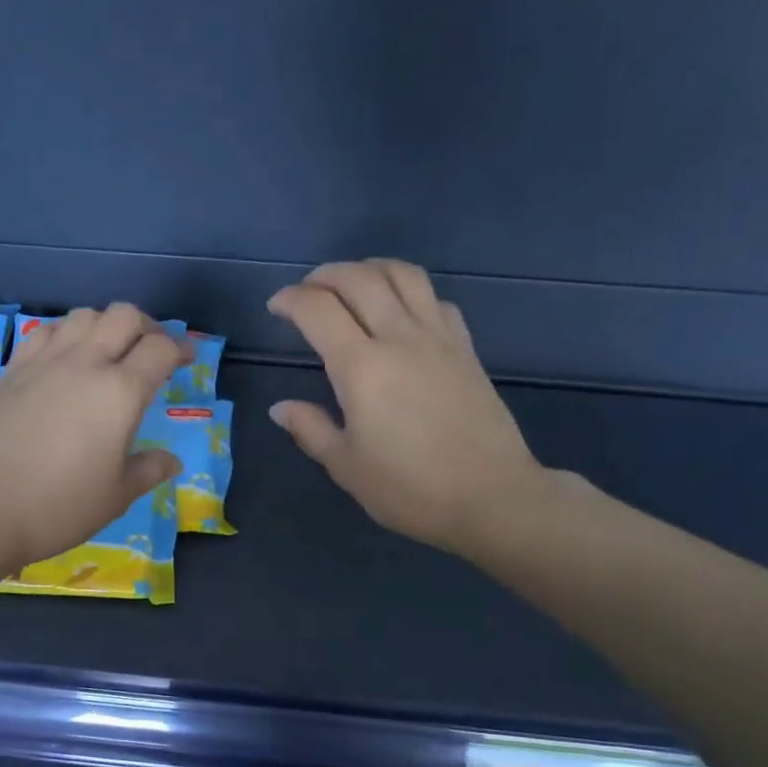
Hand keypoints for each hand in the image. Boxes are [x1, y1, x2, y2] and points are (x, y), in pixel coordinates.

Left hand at [0, 303, 184, 573]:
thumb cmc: (57, 507)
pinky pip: (45, 331)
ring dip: (105, 325)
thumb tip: (171, 461)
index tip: (186, 360)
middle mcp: (85, 363)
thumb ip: (148, 470)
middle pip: (124, 316)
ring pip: (83, 315)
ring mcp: (44, 362)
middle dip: (147, 327)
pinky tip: (65, 360)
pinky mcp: (12, 369)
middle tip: (151, 352)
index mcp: (120, 392)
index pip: (160, 349)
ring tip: (108, 353)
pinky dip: (65, 334)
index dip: (181, 348)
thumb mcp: (115, 496)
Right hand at [267, 259, 553, 557]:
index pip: (317, 309)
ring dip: (370, 269)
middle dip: (324, 275)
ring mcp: (439, 338)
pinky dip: (410, 292)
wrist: (492, 497)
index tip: (276, 308)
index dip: (290, 300)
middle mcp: (399, 337)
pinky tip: (402, 313)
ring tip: (353, 286)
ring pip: (403, 275)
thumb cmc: (410, 488)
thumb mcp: (347, 467)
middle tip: (307, 292)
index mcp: (361, 367)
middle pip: (358, 278)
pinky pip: (436, 299)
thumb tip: (281, 408)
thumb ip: (310, 429)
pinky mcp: (466, 348)